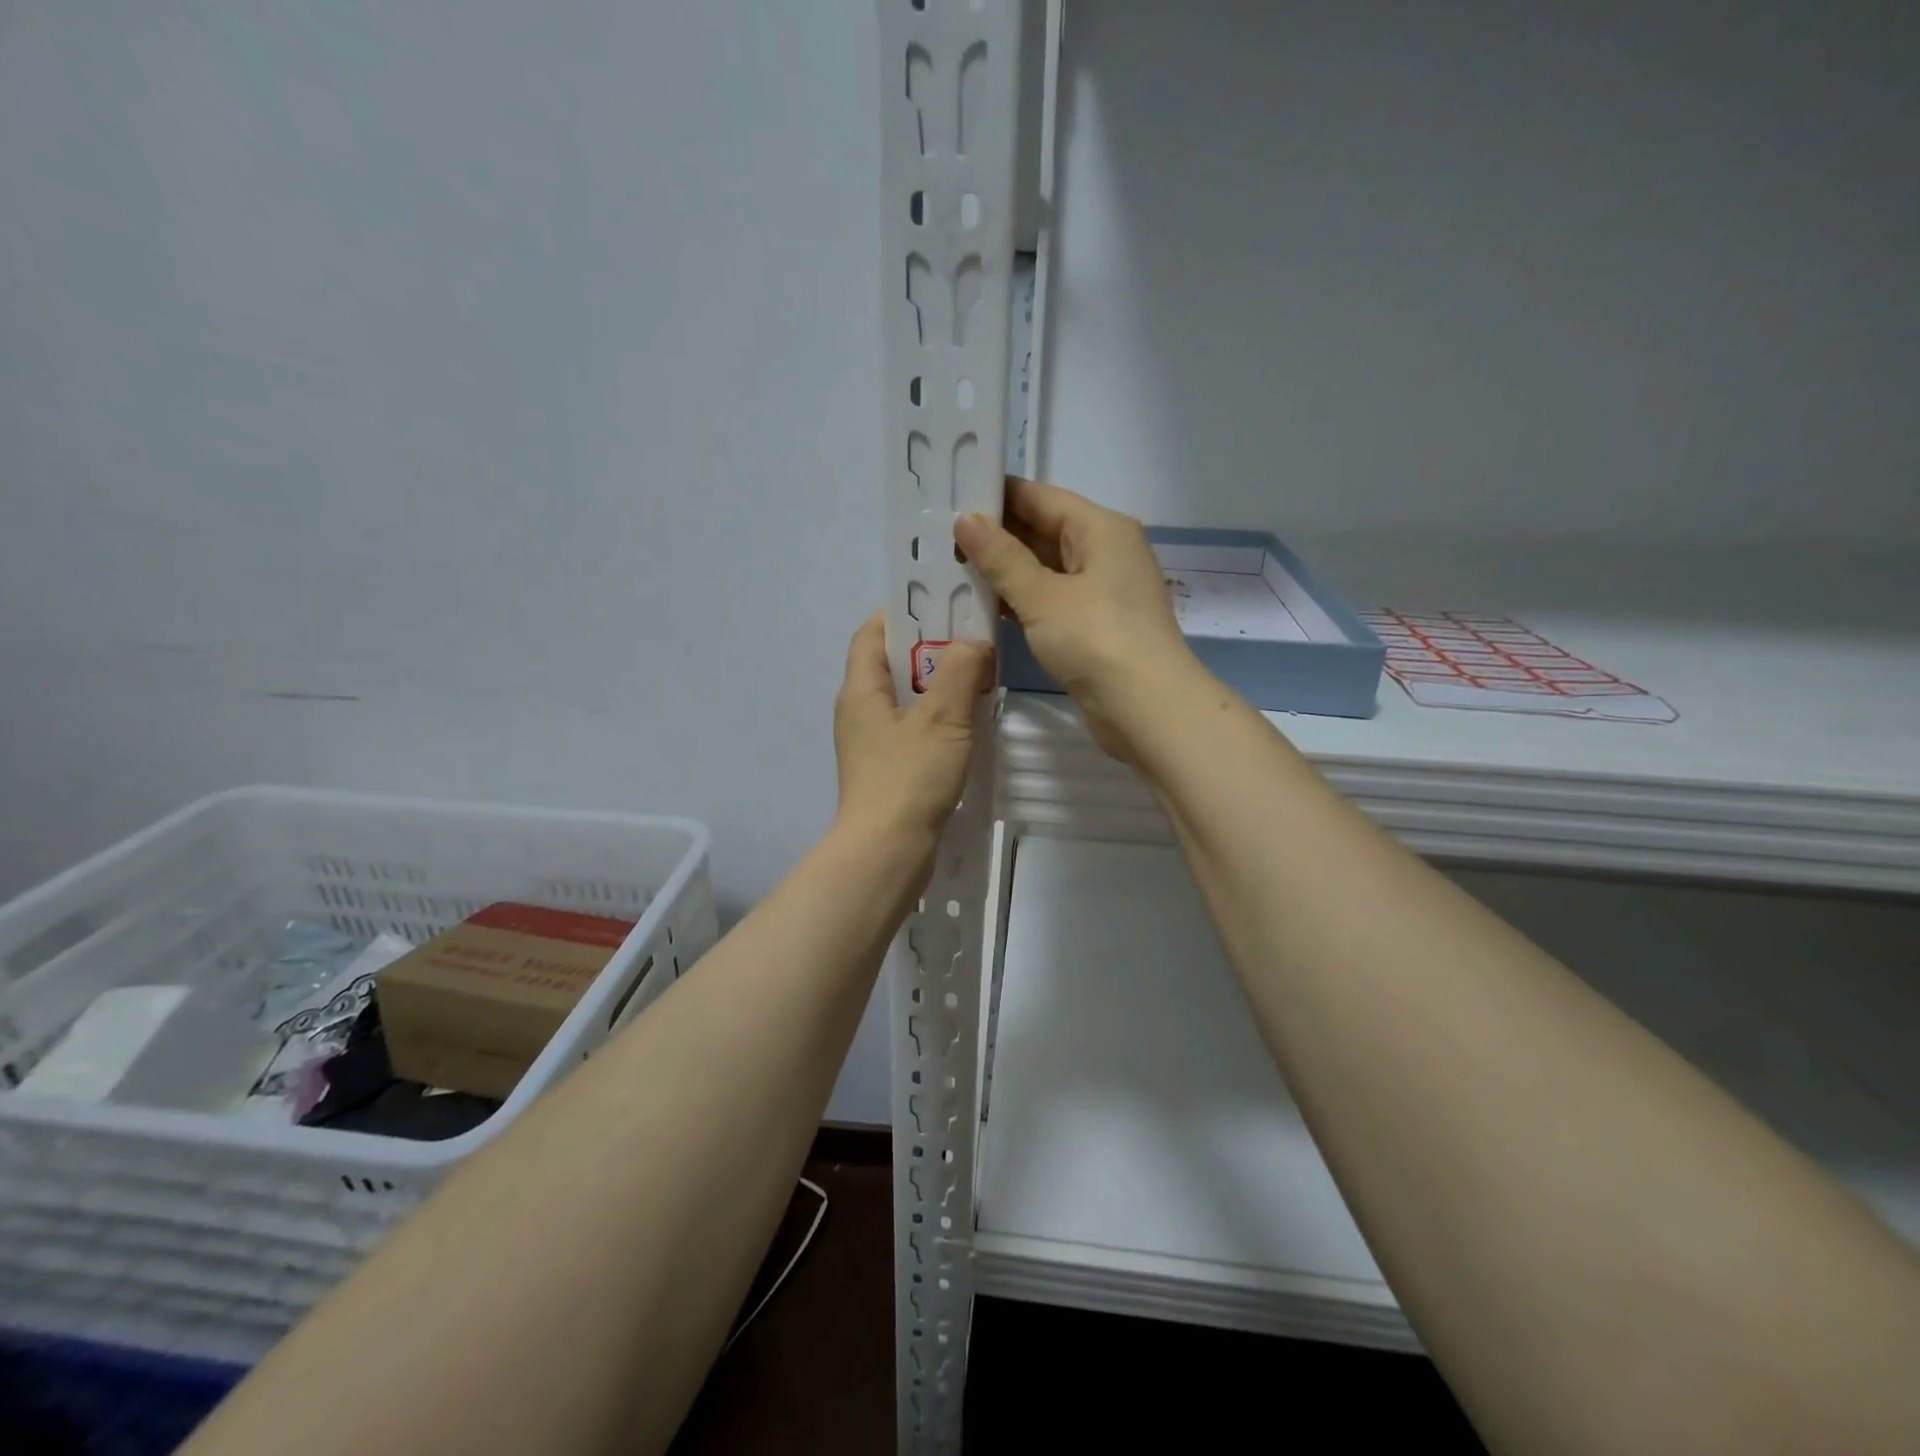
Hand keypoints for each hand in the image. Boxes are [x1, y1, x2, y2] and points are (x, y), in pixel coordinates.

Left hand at [832, 612, 992, 847]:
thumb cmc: (909, 778)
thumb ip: (961, 671)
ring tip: (980, 677)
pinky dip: (938, 716)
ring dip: (939, 684)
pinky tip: (969, 722)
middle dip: (932, 648)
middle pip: (892, 662)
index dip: (904, 612)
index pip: (873, 631)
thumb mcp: (942, 717)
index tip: (945, 606)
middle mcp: (859, 710)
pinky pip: (912, 727)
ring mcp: (871, 742)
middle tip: (975, 640)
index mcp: (861, 689)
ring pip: (906, 697)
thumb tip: (973, 643)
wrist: (887, 852)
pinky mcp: (887, 768)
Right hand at [956, 478, 1198, 763]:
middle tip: (939, 539)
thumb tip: (965, 520)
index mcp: (1100, 528)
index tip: (948, 498)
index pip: (1039, 497)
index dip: (995, 496)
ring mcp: (1101, 592)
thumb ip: (1001, 559)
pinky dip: (1021, 602)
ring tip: (950, 569)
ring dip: (1004, 572)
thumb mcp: (1043, 596)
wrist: (1147, 709)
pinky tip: (983, 607)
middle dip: (995, 536)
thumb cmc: (1096, 640)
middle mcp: (1104, 552)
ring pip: (1045, 569)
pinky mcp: (1094, 627)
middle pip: (1043, 531)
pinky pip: (1050, 601)